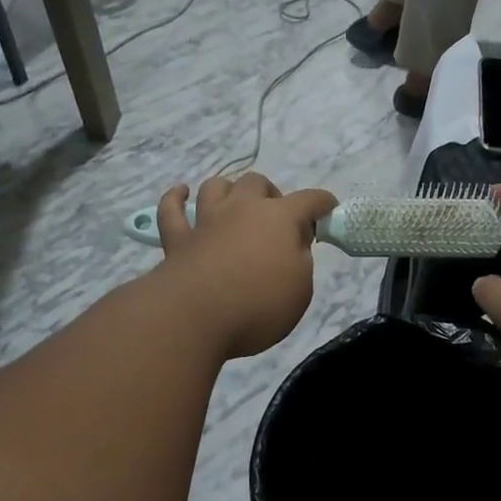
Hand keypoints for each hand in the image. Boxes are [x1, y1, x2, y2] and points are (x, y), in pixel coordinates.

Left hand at [155, 174, 337, 358]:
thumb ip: (301, 261)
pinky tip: (180, 193)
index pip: (309, 200)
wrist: (195, 318)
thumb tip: (292, 246)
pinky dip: (175, 199)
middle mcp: (242, 209)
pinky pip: (171, 210)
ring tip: (235, 206)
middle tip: (277, 222)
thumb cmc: (258, 305)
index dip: (323, 204)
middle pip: (257, 183)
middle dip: (271, 195)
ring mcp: (206, 221)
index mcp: (279, 218)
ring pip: (216, 187)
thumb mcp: (301, 289)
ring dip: (228, 191)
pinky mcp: (178, 239)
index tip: (329, 211)